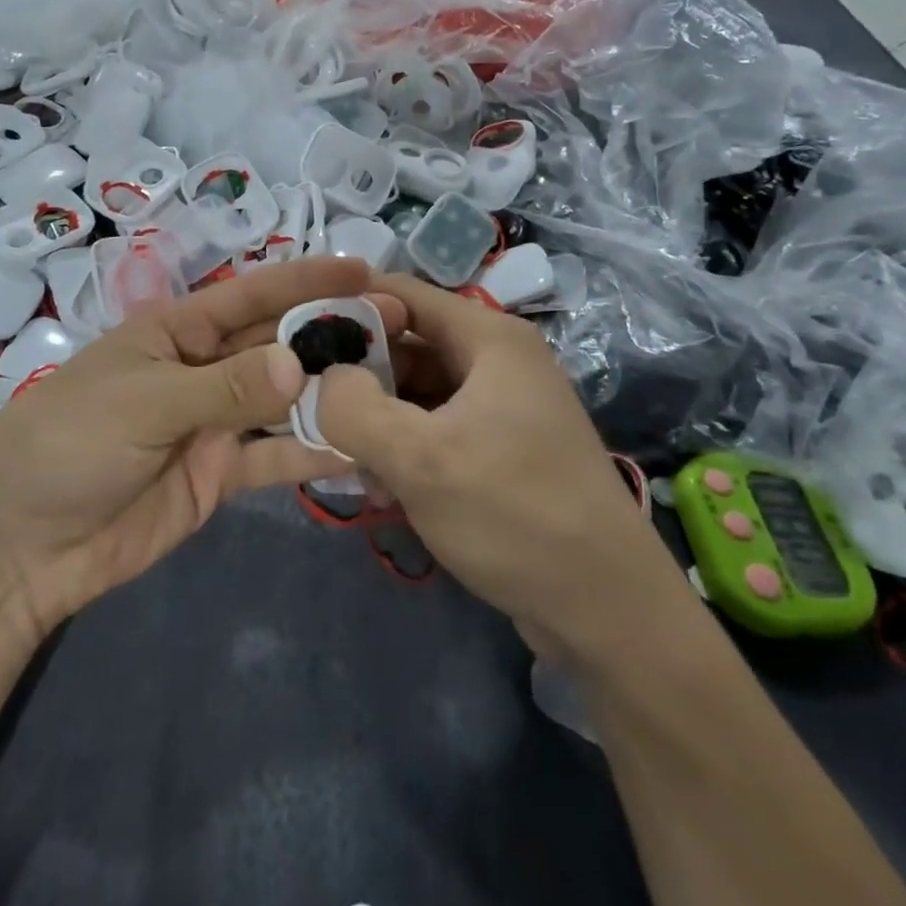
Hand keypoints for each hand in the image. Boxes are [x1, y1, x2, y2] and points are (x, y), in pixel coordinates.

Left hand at [0, 257, 389, 643]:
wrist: (20, 547)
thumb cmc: (67, 445)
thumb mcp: (143, 403)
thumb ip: (224, 387)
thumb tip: (301, 365)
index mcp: (176, 332)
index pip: (250, 295)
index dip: (304, 278)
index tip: (361, 268)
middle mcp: (202, 369)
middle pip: (277, 344)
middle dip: (332, 333)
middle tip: (399, 326)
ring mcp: (214, 424)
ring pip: (285, 399)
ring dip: (332, 391)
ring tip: (395, 382)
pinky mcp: (219, 476)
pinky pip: (275, 458)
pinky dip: (313, 453)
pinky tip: (360, 448)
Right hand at [317, 274, 651, 658]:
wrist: (608, 612)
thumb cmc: (515, 515)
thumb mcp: (421, 459)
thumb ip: (353, 408)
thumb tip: (320, 380)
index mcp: (488, 338)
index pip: (400, 293)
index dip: (347, 308)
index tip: (296, 340)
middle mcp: (496, 361)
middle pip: (406, 345)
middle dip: (358, 378)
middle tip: (313, 415)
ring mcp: (500, 407)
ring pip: (415, 393)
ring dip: (377, 423)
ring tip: (348, 465)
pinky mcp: (499, 451)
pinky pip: (435, 430)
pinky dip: (403, 450)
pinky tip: (383, 492)